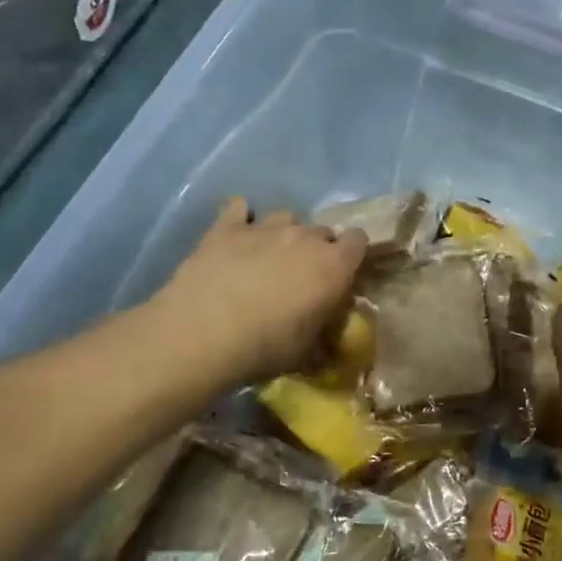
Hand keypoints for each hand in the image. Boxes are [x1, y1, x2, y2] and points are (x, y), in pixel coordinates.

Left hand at [149, 198, 366, 385]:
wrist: (202, 334)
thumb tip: (328, 341)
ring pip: (286, 216)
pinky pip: (239, 208)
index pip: (359, 241)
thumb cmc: (265, 347)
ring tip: (268, 256)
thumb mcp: (306, 352)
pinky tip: (235, 233)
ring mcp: (265, 227)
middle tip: (301, 276)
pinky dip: (241, 218)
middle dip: (317, 249)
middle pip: (322, 230)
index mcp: (333, 266)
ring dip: (283, 233)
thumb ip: (322, 334)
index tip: (342, 274)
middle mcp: (305, 238)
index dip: (351, 255)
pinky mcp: (226, 227)